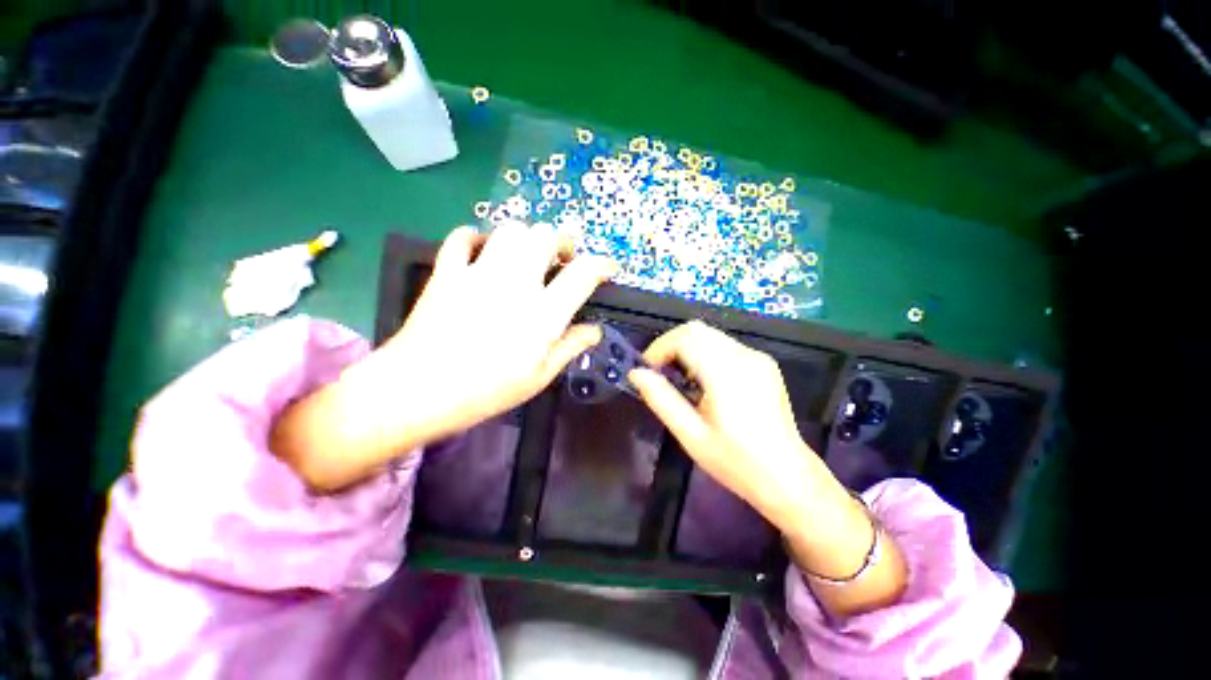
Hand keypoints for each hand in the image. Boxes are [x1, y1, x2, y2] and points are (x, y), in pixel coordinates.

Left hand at [383, 221, 616, 434]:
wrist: (418, 390)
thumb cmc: (487, 390)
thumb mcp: (540, 377)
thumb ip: (570, 347)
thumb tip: (594, 330)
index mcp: (543, 313)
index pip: (583, 274)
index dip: (602, 264)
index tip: (608, 267)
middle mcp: (516, 284)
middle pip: (546, 237)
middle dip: (562, 242)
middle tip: (563, 259)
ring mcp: (479, 273)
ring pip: (510, 230)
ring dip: (526, 237)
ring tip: (527, 255)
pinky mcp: (448, 272)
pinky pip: (462, 238)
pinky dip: (475, 237)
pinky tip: (482, 250)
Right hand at [629, 321, 907, 615]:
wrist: (789, 478)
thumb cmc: (736, 462)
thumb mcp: (691, 436)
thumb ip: (661, 400)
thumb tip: (636, 374)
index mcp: (727, 374)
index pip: (685, 338)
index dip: (659, 348)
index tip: (647, 371)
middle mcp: (745, 356)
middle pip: (697, 329)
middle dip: (670, 345)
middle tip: (658, 373)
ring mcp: (757, 358)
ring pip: (710, 334)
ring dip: (686, 348)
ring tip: (678, 379)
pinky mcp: (764, 363)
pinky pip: (724, 345)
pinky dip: (704, 353)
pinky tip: (703, 381)